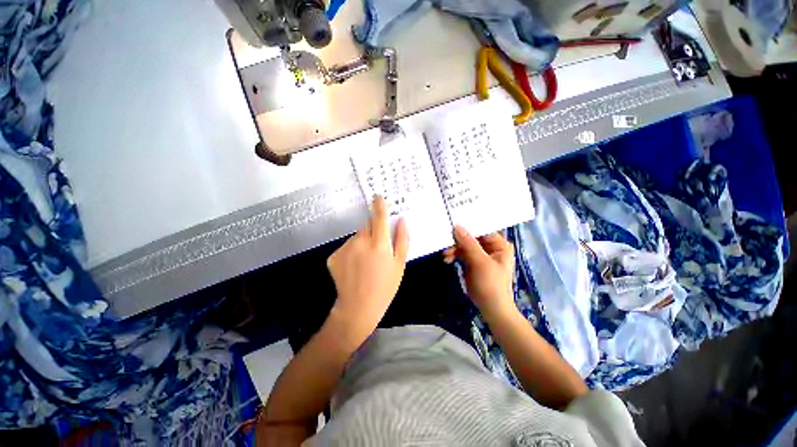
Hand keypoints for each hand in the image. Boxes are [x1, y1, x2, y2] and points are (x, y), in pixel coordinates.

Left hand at [327, 195, 408, 343]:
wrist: (358, 307)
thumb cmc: (385, 287)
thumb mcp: (400, 264)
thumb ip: (402, 240)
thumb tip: (402, 220)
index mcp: (379, 244)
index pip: (379, 216)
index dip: (379, 205)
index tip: (377, 197)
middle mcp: (360, 242)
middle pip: (366, 226)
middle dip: (372, 231)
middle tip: (376, 248)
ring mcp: (345, 248)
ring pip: (356, 237)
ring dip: (361, 242)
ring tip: (365, 261)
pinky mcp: (333, 256)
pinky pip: (346, 247)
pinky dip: (351, 252)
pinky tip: (354, 267)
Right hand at [443, 226, 515, 319]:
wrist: (491, 308)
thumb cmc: (491, 284)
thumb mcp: (480, 262)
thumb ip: (469, 243)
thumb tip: (457, 226)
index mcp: (499, 244)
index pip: (482, 229)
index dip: (468, 227)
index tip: (452, 225)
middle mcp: (491, 247)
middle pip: (471, 237)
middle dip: (458, 241)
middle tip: (446, 244)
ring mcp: (481, 254)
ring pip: (464, 245)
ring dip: (454, 249)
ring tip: (445, 255)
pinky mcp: (473, 262)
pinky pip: (461, 253)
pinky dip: (454, 255)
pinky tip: (447, 259)